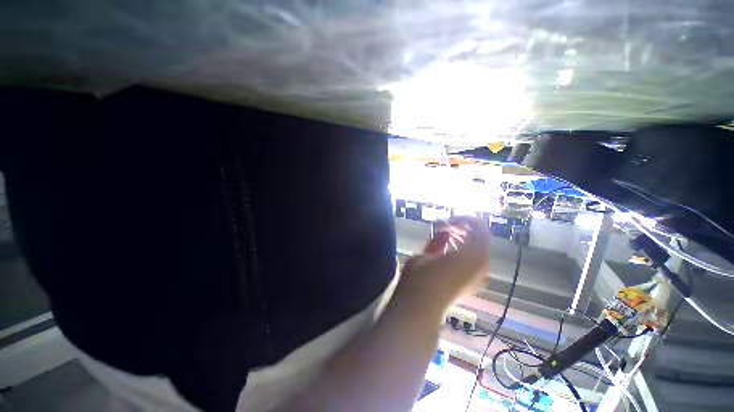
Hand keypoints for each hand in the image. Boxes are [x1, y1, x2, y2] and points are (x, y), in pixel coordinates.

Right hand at [394, 216, 489, 313]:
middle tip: (441, 227)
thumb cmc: (420, 278)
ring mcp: (480, 277)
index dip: (461, 219)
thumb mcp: (426, 253)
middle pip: (479, 238)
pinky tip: (448, 252)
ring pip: (478, 250)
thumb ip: (439, 240)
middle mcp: (482, 265)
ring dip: (463, 240)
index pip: (477, 226)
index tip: (443, 222)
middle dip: (461, 229)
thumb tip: (445, 232)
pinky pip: (475, 261)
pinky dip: (464, 252)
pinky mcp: (473, 285)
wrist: (421, 310)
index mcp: (473, 254)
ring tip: (443, 238)